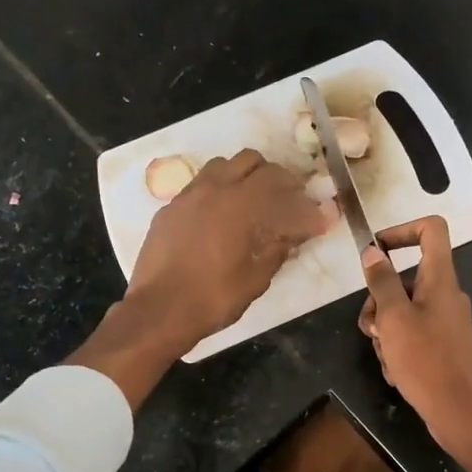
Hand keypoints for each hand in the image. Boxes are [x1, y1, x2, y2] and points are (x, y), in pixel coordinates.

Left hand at [129, 149, 328, 352]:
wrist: (159, 310)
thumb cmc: (213, 298)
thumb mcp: (256, 279)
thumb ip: (277, 250)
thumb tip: (293, 236)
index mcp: (240, 204)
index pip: (279, 182)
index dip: (300, 198)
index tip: (312, 214)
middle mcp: (213, 189)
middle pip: (251, 161)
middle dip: (273, 177)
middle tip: (285, 201)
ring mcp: (188, 196)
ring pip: (222, 166)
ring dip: (242, 177)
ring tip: (251, 203)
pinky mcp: (170, 209)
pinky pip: (199, 186)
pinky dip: (218, 192)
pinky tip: (220, 218)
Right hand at [361, 215, 471, 471]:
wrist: (459, 411)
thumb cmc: (426, 360)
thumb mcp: (394, 318)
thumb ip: (382, 282)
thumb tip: (373, 252)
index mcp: (441, 279)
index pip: (431, 230)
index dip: (401, 230)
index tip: (376, 251)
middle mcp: (447, 295)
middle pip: (407, 278)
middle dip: (380, 301)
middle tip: (371, 328)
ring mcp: (447, 322)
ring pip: (404, 311)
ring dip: (385, 331)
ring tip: (385, 356)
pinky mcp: (444, 346)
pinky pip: (413, 335)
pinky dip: (399, 349)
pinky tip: (396, 372)